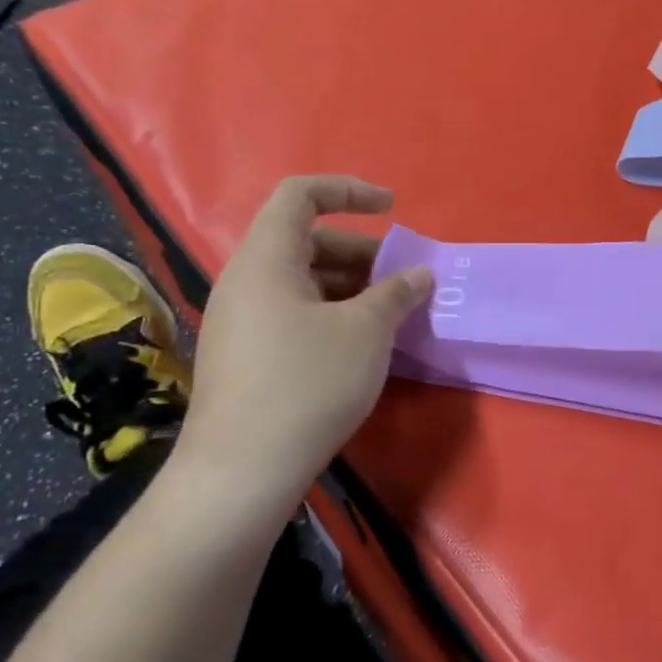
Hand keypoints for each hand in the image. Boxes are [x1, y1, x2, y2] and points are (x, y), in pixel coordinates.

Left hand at [177, 175, 430, 508]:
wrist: (242, 471)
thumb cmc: (307, 385)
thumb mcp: (366, 332)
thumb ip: (397, 293)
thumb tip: (420, 274)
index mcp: (266, 260)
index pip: (300, 195)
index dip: (348, 190)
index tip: (392, 209)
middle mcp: (246, 281)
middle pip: (306, 241)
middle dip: (361, 251)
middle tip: (404, 279)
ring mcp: (241, 320)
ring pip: (303, 281)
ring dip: (351, 286)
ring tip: (392, 314)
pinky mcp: (246, 355)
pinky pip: (294, 313)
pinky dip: (333, 314)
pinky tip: (362, 345)